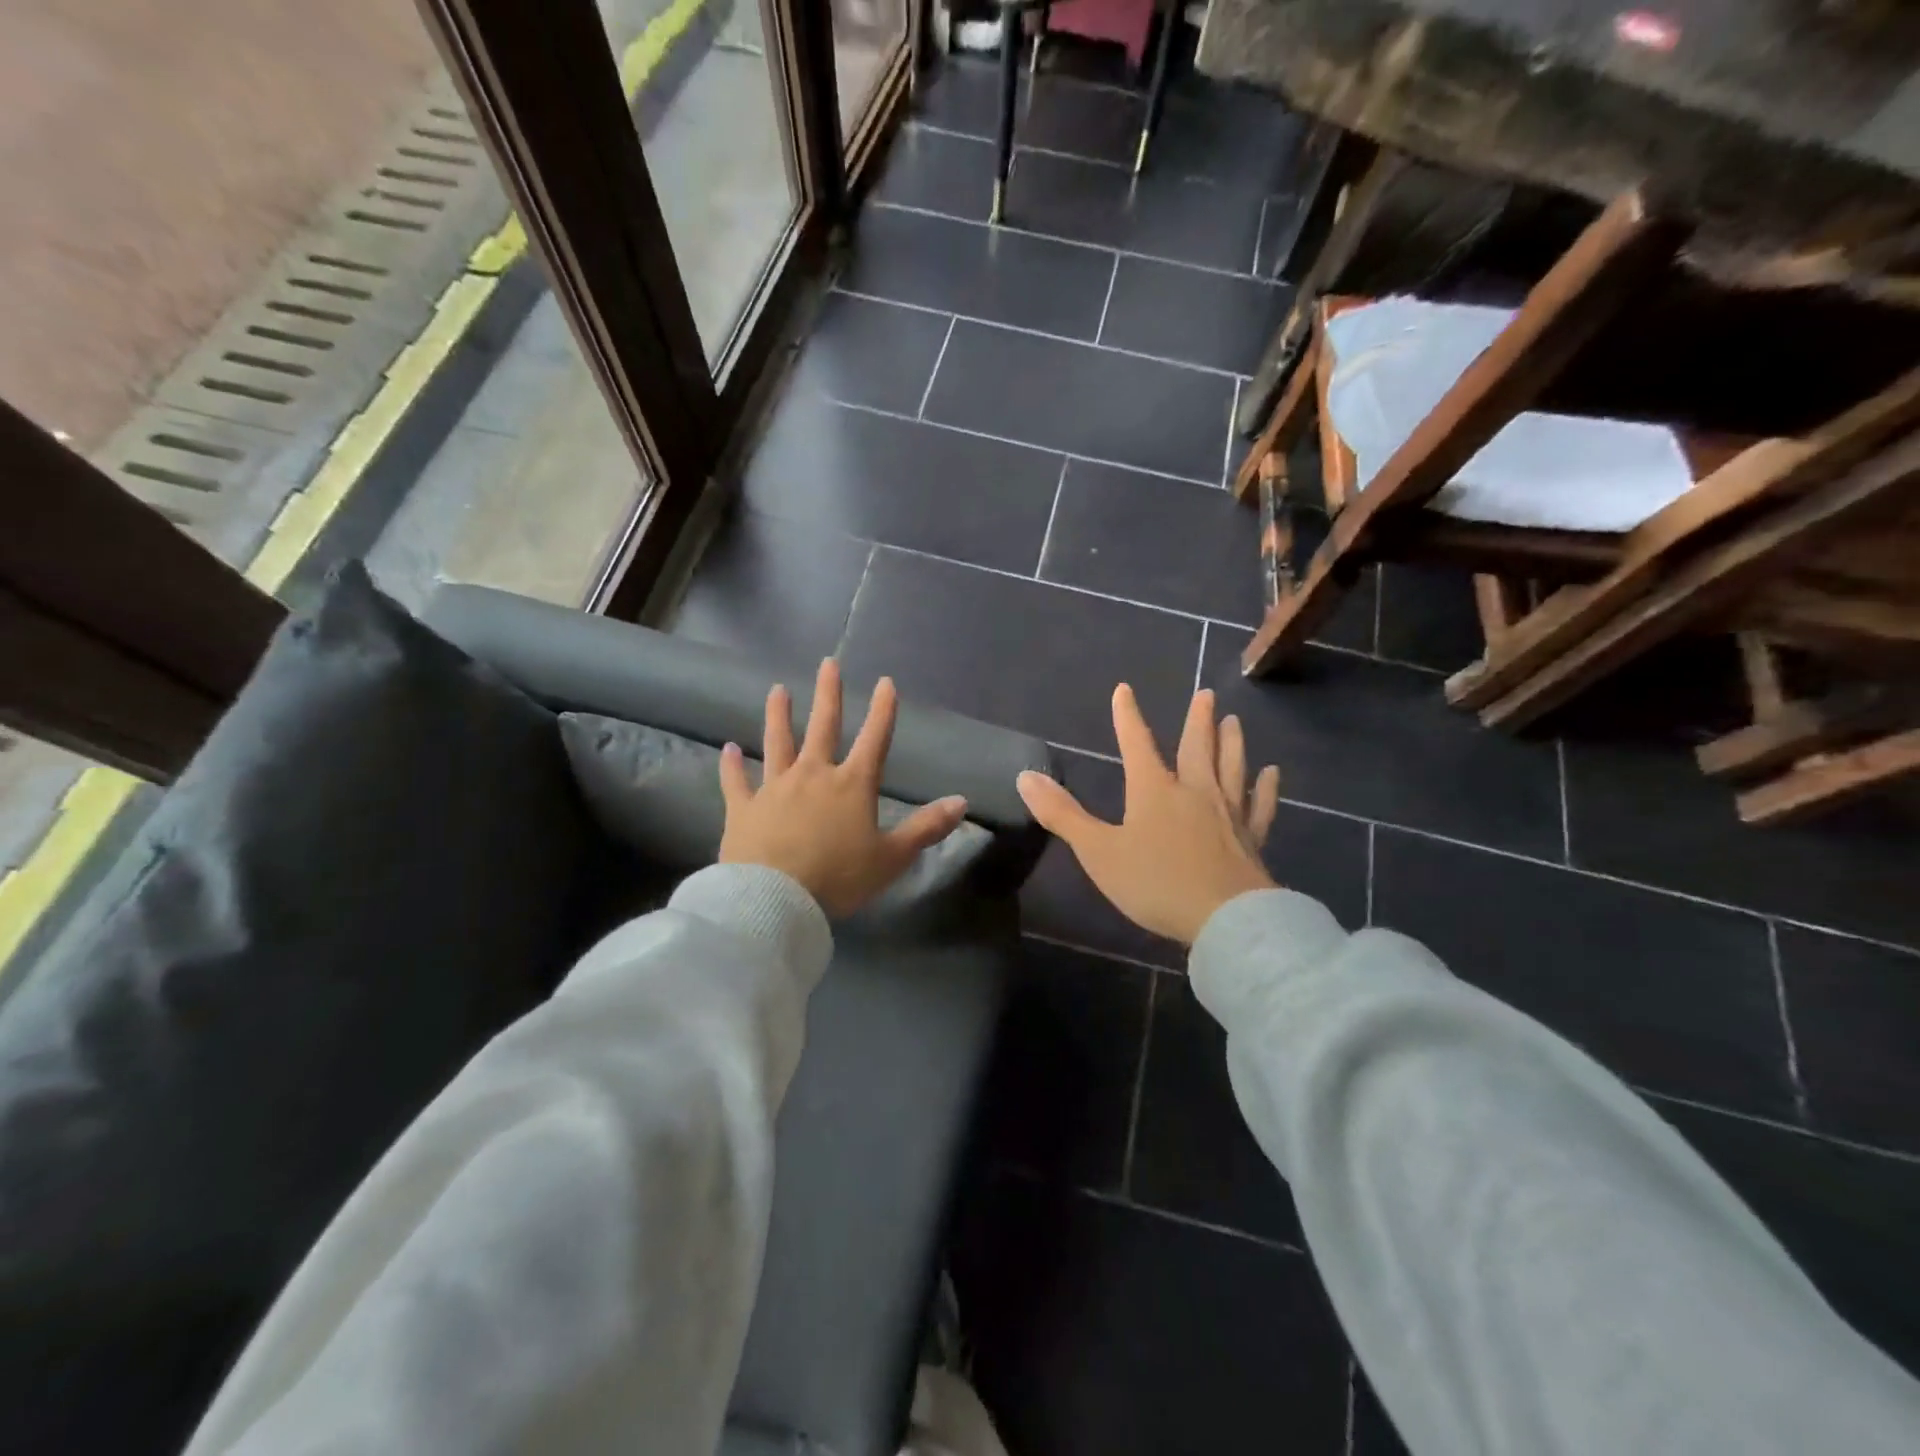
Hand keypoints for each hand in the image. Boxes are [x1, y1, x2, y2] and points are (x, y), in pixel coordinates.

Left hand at [718, 658, 968, 917]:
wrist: (775, 899)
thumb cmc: (839, 878)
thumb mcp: (892, 857)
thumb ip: (926, 828)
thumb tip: (962, 801)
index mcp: (852, 785)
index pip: (874, 739)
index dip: (883, 710)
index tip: (885, 682)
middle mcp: (813, 775)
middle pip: (822, 727)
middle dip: (828, 694)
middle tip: (828, 663)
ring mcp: (774, 788)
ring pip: (777, 743)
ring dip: (778, 715)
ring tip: (777, 690)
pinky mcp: (743, 808)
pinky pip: (736, 781)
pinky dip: (731, 765)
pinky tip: (727, 749)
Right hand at [1017, 685, 1280, 944]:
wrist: (1225, 919)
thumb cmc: (1155, 883)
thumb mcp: (1098, 851)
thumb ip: (1062, 814)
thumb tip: (1026, 777)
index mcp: (1154, 791)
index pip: (1136, 743)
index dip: (1127, 716)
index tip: (1125, 689)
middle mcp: (1194, 792)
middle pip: (1196, 748)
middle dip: (1197, 721)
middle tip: (1205, 695)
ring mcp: (1228, 814)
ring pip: (1231, 769)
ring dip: (1232, 743)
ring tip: (1234, 722)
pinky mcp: (1251, 840)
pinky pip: (1260, 806)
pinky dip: (1266, 789)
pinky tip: (1272, 774)